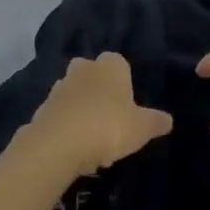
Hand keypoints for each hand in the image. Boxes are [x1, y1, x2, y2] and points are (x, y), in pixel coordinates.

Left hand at [17, 53, 173, 179]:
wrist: (57, 145)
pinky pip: (60, 114)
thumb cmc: (108, 127)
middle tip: (110, 116)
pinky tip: (75, 147)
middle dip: (99, 90)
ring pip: (75, 94)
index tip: (129, 104)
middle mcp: (83, 69)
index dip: (124, 82)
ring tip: (93, 137)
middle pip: (93, 74)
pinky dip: (67, 125)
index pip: (119, 63)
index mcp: (110, 65)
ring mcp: (59, 87)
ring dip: (82, 109)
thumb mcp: (142, 128)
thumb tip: (168, 120)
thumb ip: (155, 122)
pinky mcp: (41, 109)